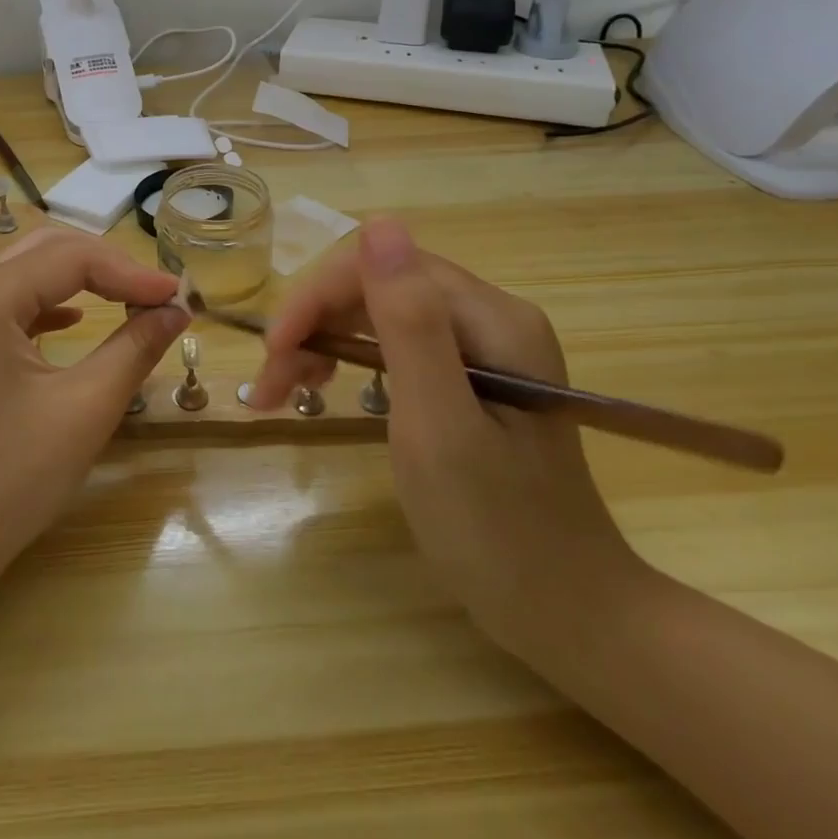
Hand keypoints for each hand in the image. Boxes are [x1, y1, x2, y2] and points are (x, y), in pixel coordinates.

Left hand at [0, 228, 188, 589]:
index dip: (131, 273)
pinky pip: (10, 303)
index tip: (179, 298)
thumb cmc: (7, 481)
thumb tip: (177, 311)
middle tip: (156, 296)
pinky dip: (50, 303)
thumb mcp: (84, 410)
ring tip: (130, 301)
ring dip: (80, 280)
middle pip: (47, 250)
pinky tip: (77, 321)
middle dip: (107, 266)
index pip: (72, 258)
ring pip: (28, 272)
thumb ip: (135, 348)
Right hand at [253, 219, 643, 656]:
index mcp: (492, 318)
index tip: (273, 355)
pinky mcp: (470, 375)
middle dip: (313, 325)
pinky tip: (325, 385)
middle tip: (270, 385)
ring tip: (283, 390)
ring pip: (378, 313)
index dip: (316, 299)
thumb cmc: (497, 530)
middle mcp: (490, 316)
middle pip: (376, 287)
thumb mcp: (438, 425)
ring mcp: (482, 346)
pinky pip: (395, 344)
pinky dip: (349, 360)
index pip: (381, 268)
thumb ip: (408, 322)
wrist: (567, 615)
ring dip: (322, 342)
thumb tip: (379, 223)